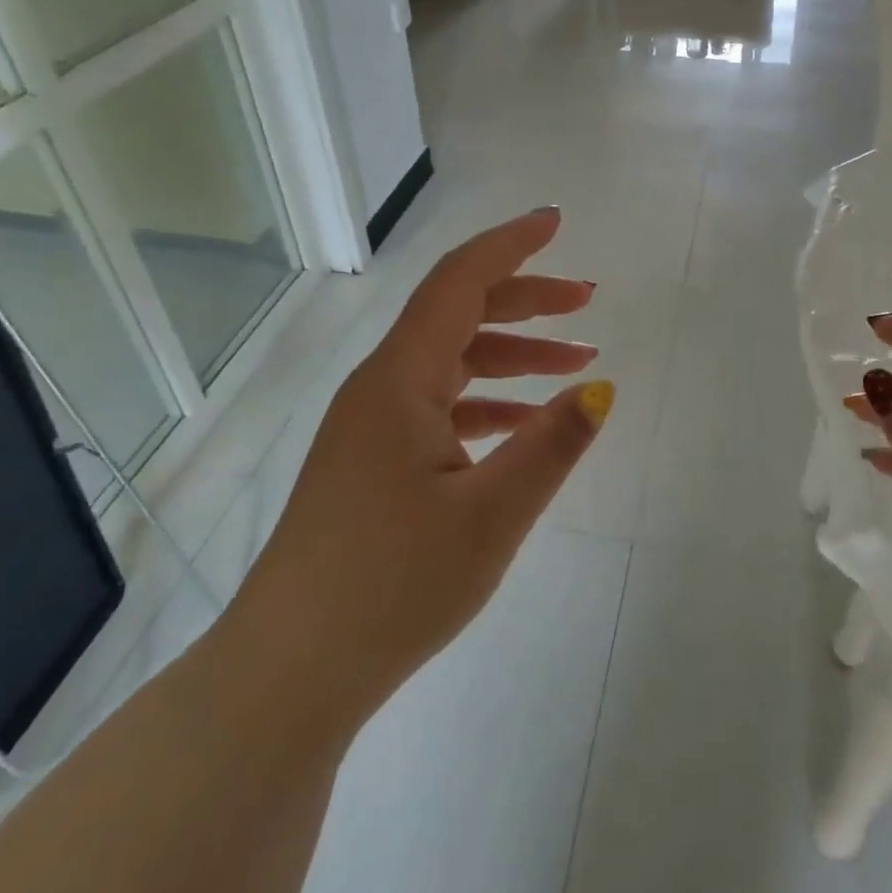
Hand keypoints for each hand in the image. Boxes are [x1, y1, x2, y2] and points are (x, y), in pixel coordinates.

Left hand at [230, 208, 612, 735]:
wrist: (291, 671)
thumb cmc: (391, 586)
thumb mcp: (491, 515)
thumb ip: (551, 445)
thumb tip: (600, 389)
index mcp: (400, 381)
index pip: (459, 283)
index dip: (510, 245)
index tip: (555, 221)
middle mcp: (380, 389)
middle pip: (458, 315)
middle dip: (525, 299)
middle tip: (587, 299)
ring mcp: (372, 427)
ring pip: (451, 363)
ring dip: (512, 354)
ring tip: (576, 363)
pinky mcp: (373, 463)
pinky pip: (440, 408)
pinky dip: (488, 402)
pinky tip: (524, 424)